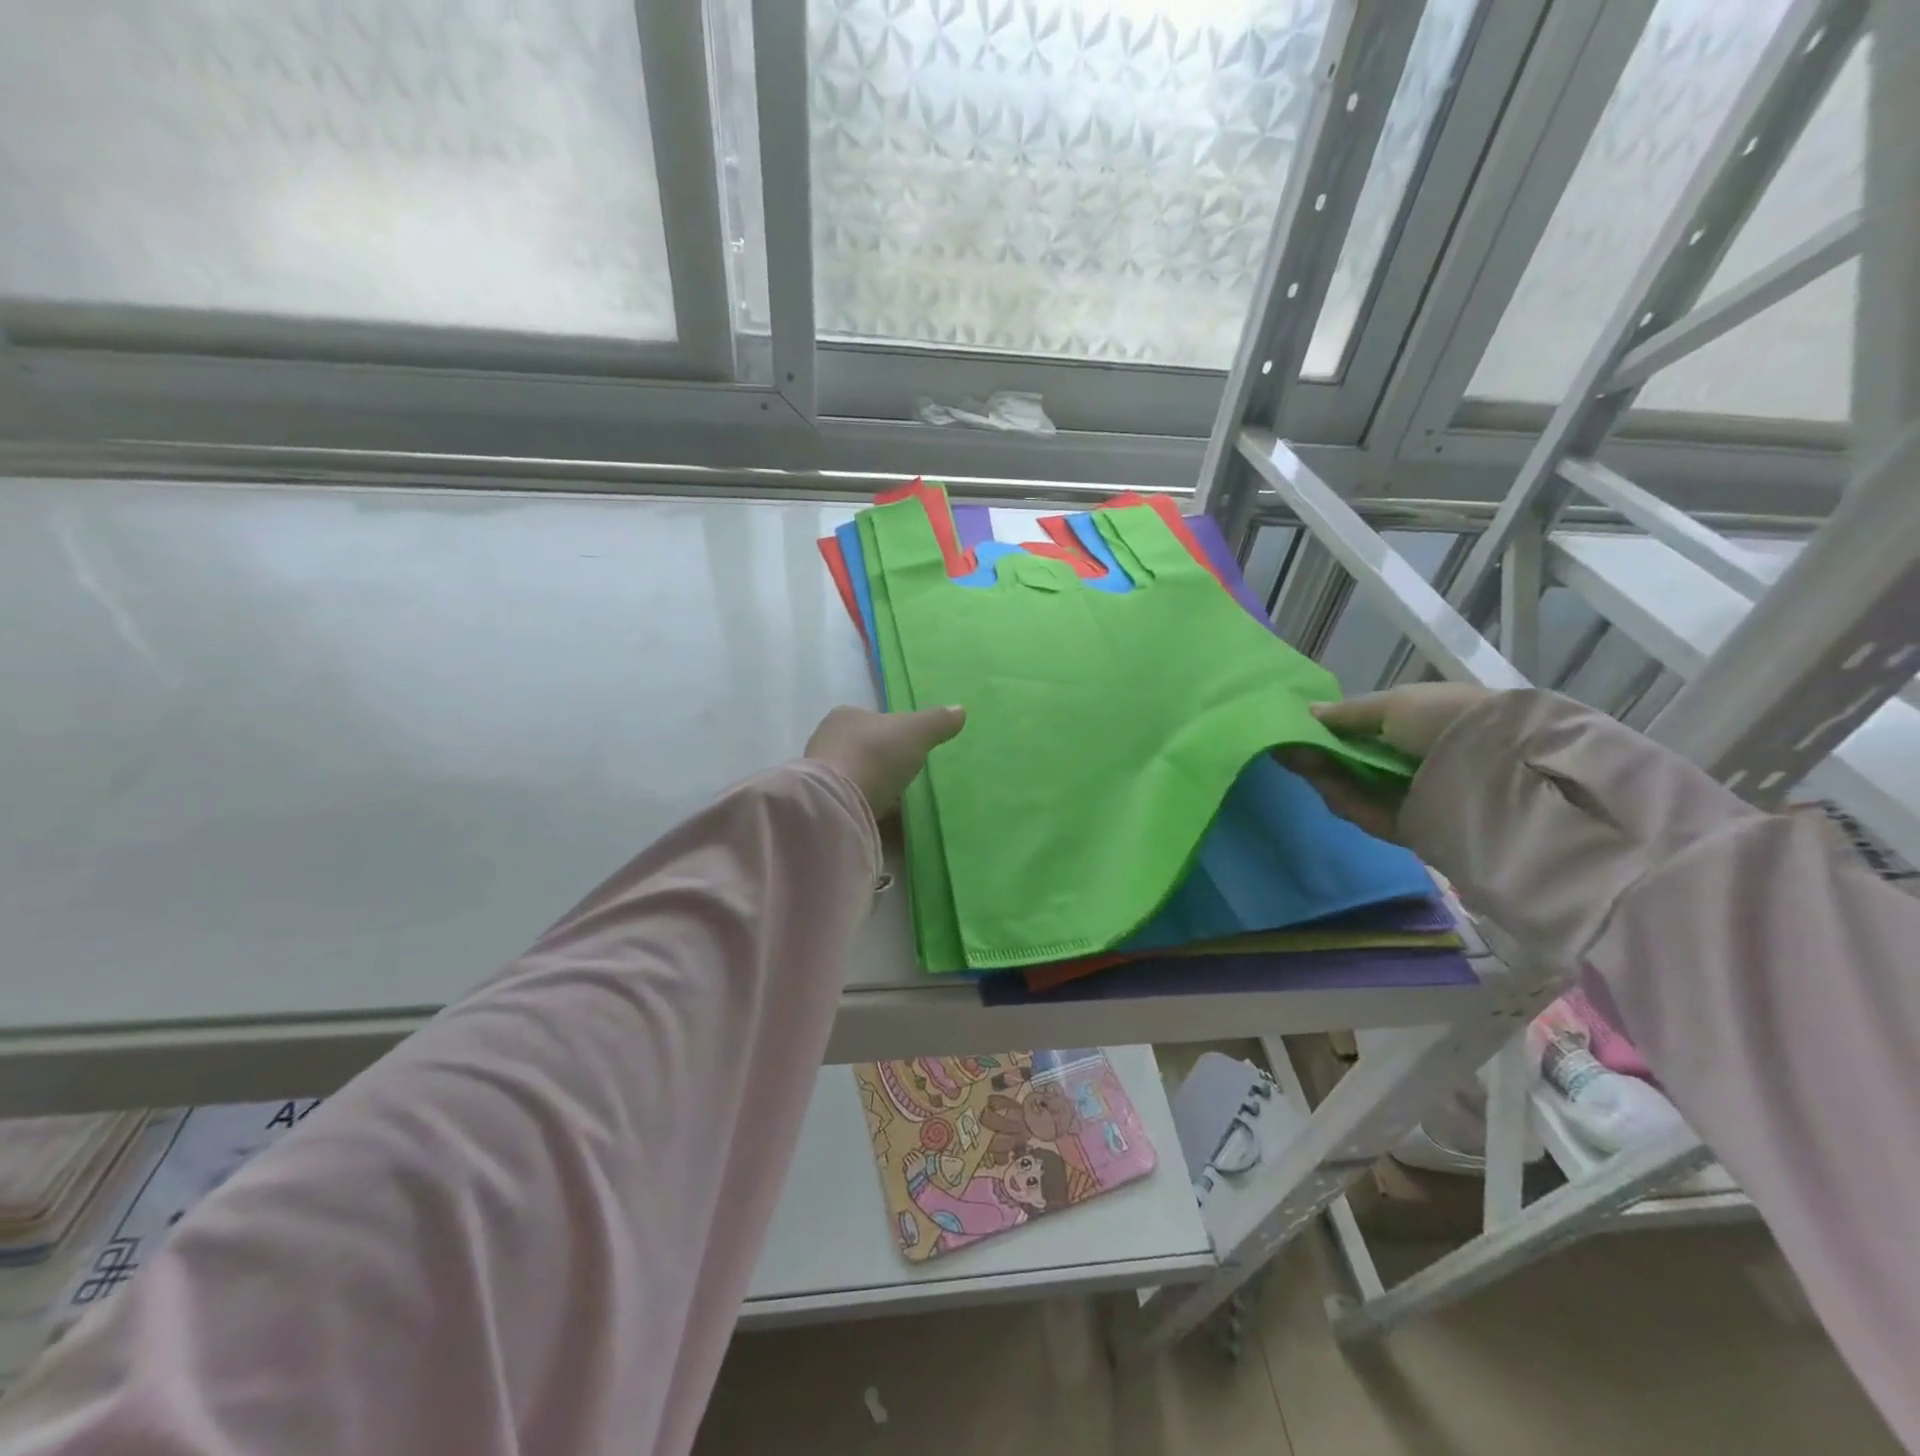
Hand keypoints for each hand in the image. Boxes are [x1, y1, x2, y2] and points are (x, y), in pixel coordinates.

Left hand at [805, 704, 966, 817]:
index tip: (913, 750)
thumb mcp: (914, 733)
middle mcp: (826, 740)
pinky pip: (852, 803)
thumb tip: (960, 710)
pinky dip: (869, 810)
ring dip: (877, 789)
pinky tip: (887, 823)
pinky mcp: (823, 803)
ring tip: (901, 805)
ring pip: (858, 778)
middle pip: (865, 750)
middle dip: (885, 763)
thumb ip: (937, 722)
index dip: (896, 734)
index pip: (875, 721)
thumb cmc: (875, 756)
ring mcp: (820, 774)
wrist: (837, 802)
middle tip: (908, 779)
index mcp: (845, 717)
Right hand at [1277, 683, 1491, 843]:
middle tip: (1288, 746)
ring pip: (1358, 786)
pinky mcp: (1408, 827)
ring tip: (1294, 759)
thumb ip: (1349, 712)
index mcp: (1428, 725)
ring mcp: (1415, 796)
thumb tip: (1308, 713)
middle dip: (1325, 753)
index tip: (1302, 726)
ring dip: (1326, 774)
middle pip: (1360, 759)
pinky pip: (1366, 811)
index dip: (1337, 727)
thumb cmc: (1447, 721)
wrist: (1496, 771)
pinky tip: (1319, 783)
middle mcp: (1422, 761)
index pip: (1374, 727)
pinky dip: (1342, 798)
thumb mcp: (1395, 703)